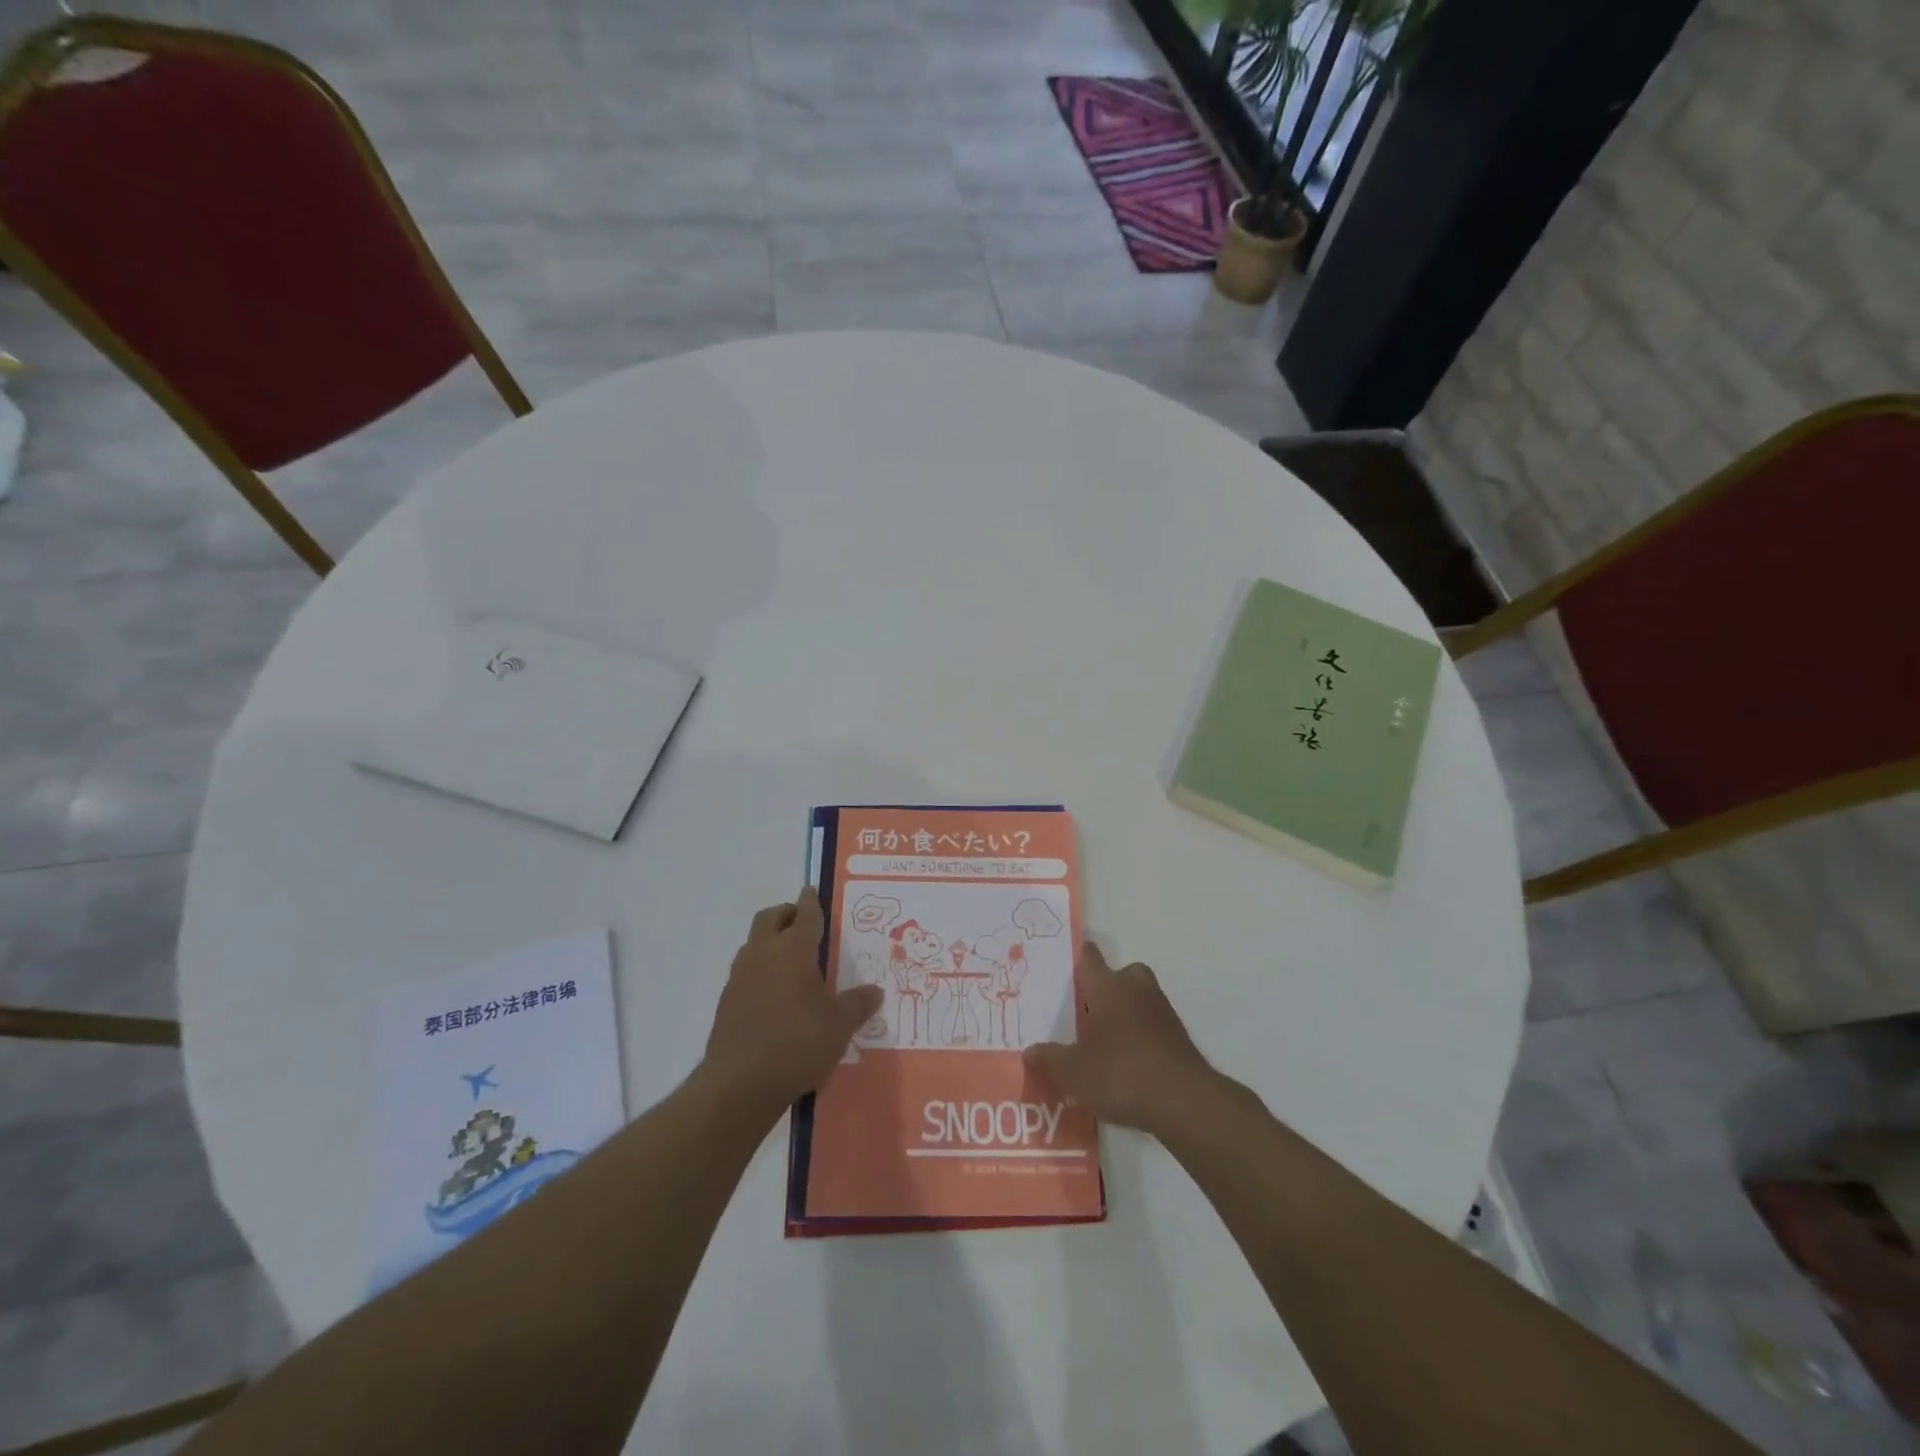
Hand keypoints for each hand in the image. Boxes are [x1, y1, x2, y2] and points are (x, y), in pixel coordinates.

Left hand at [702, 887, 882, 1116]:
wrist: (739, 1084)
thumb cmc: (797, 1044)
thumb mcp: (839, 1026)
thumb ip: (858, 1004)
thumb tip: (875, 991)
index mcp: (793, 949)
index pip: (805, 914)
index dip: (811, 901)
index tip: (812, 891)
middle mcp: (763, 953)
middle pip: (771, 918)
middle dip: (787, 913)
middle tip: (803, 920)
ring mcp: (740, 977)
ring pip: (754, 943)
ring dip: (770, 941)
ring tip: (790, 958)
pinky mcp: (726, 1002)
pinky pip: (746, 972)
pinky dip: (760, 971)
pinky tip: (774, 994)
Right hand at [1023, 943, 1219, 1137]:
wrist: (1183, 1101)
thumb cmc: (1120, 1073)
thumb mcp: (1073, 1072)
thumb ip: (1049, 1059)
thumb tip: (1029, 1052)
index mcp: (1108, 987)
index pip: (1090, 959)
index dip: (1080, 957)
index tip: (1071, 960)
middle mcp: (1136, 990)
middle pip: (1123, 974)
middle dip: (1109, 985)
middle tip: (1090, 1009)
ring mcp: (1162, 1012)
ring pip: (1141, 999)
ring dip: (1127, 1012)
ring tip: (1106, 1041)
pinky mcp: (1179, 1038)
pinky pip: (1154, 1026)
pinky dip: (1142, 1036)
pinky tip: (1128, 1063)